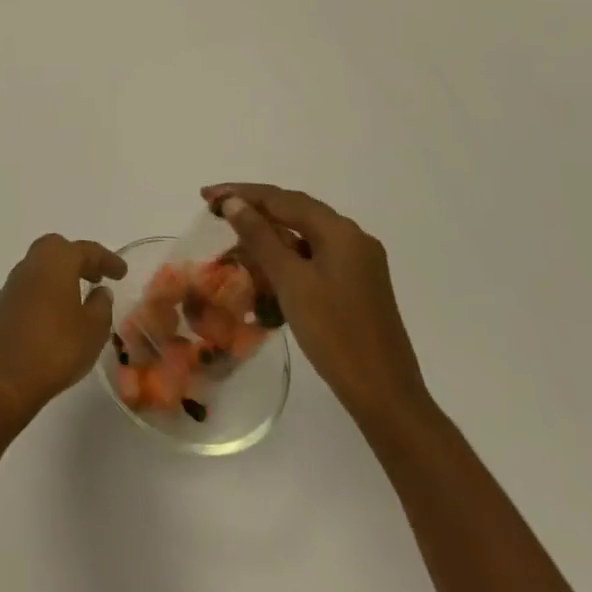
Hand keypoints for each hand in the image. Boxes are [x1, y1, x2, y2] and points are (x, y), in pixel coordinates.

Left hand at [0, 235, 127, 426]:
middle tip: (97, 277)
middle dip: (79, 258)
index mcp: (56, 262)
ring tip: (80, 295)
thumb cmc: (56, 349)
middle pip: (57, 248)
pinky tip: (57, 313)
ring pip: (40, 265)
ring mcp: (13, 284)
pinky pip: (30, 285)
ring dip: (61, 274)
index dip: (106, 259)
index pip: (86, 250)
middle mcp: (31, 264)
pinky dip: (47, 290)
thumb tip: (100, 292)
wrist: (4, 380)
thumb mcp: (93, 330)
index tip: (121, 271)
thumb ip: (101, 306)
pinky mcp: (3, 305)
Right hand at [202, 184, 430, 431]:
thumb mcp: (291, 281)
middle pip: (295, 210)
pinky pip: (314, 256)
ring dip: (269, 233)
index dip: (241, 193)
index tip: (206, 196)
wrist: (386, 397)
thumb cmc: (335, 334)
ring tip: (234, 237)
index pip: (282, 199)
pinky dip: (286, 255)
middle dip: (254, 208)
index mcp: (340, 231)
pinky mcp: (356, 285)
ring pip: (304, 234)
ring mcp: (358, 263)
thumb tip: (234, 202)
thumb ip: (260, 237)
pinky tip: (266, 265)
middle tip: (215, 209)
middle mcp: (353, 238)